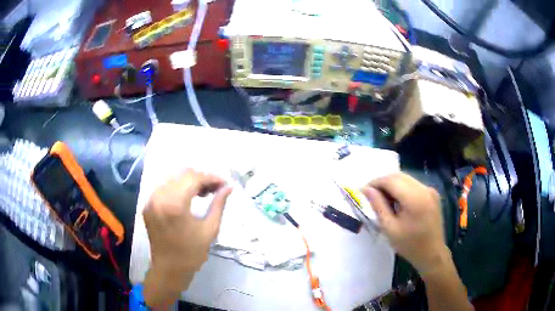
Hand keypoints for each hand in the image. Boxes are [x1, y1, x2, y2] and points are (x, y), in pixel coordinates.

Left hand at [142, 169, 232, 307]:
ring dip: (189, 181)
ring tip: (203, 193)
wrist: (169, 269)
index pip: (194, 178)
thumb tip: (228, 188)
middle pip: (182, 174)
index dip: (212, 178)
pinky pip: (164, 187)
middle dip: (201, 178)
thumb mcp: (209, 229)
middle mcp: (159, 196)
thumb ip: (218, 205)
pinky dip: (177, 187)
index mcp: (174, 204)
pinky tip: (187, 197)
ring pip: (172, 178)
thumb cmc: (192, 253)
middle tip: (215, 189)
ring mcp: (151, 200)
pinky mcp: (147, 205)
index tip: (225, 183)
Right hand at [361, 173, 446, 273]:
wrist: (432, 253)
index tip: (363, 191)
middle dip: (382, 182)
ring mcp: (430, 190)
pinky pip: (413, 184)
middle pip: (398, 176)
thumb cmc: (409, 245)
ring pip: (406, 179)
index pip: (391, 180)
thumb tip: (366, 190)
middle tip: (371, 195)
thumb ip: (378, 206)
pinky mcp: (432, 193)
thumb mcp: (390, 228)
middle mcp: (424, 188)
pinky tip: (397, 201)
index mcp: (415, 198)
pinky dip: (402, 188)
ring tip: (382, 199)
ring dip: (392, 184)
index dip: (375, 183)